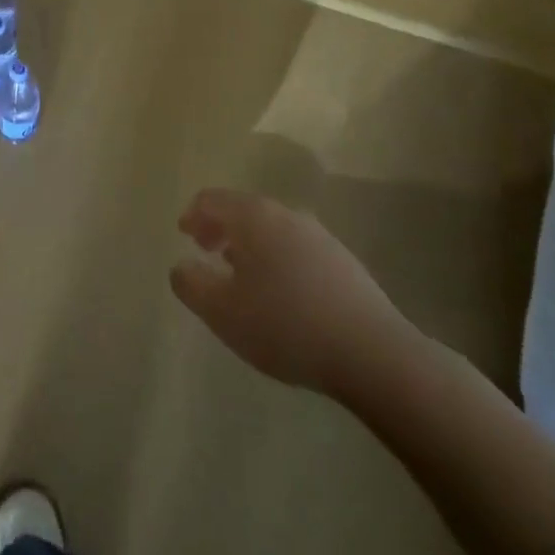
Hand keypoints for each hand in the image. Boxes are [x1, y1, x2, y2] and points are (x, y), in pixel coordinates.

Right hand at [170, 187, 411, 398]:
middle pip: (243, 210)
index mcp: (253, 216)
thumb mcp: (222, 312)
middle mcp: (286, 215)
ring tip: (241, 275)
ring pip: (272, 229)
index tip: (184, 235)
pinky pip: (297, 249)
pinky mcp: (344, 262)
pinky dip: (277, 259)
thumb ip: (191, 284)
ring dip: (250, 245)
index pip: (212, 199)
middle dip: (221, 228)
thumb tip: (181, 267)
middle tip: (206, 251)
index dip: (193, 214)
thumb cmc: (285, 325)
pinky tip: (281, 294)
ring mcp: (320, 237)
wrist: (374, 354)